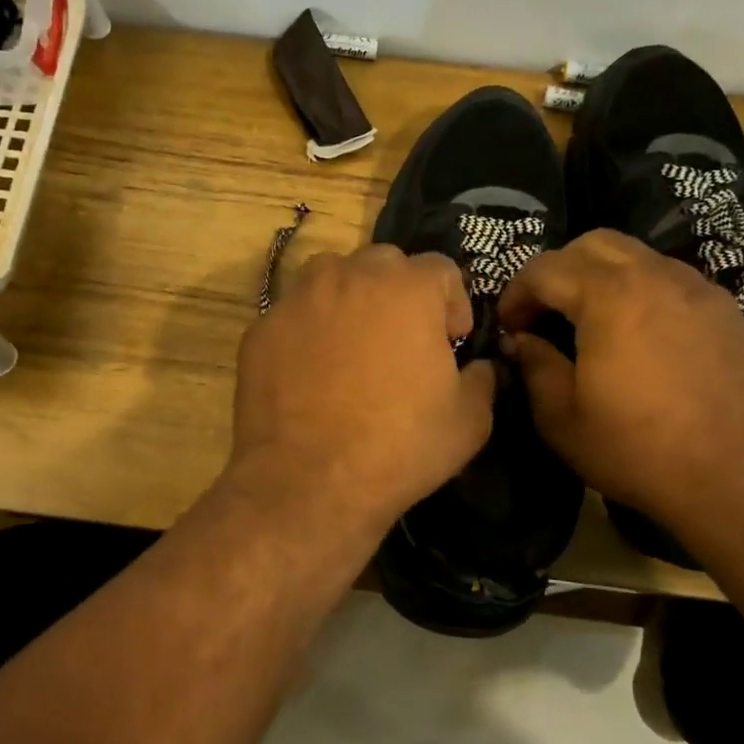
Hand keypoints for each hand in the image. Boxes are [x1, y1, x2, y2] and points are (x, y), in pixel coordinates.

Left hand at [230, 245, 495, 538]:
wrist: (309, 481)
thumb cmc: (399, 446)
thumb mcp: (469, 420)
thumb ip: (482, 379)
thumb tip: (477, 367)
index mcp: (409, 288)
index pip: (441, 269)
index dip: (453, 303)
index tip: (451, 341)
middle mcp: (351, 277)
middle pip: (384, 263)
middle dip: (400, 292)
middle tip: (401, 339)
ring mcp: (299, 299)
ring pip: (331, 276)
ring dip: (349, 297)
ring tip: (352, 343)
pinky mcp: (262, 329)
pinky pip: (294, 314)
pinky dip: (308, 329)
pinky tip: (310, 371)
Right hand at [497, 230, 743, 535]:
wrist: (741, 480)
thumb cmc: (638, 451)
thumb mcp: (562, 418)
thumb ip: (533, 366)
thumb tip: (519, 340)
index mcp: (609, 297)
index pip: (545, 268)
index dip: (516, 293)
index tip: (509, 327)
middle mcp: (655, 277)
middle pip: (592, 244)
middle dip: (557, 270)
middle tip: (544, 313)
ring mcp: (697, 289)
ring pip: (635, 255)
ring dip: (600, 275)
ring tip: (588, 321)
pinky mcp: (725, 310)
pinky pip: (669, 279)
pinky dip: (639, 289)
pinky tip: (636, 334)